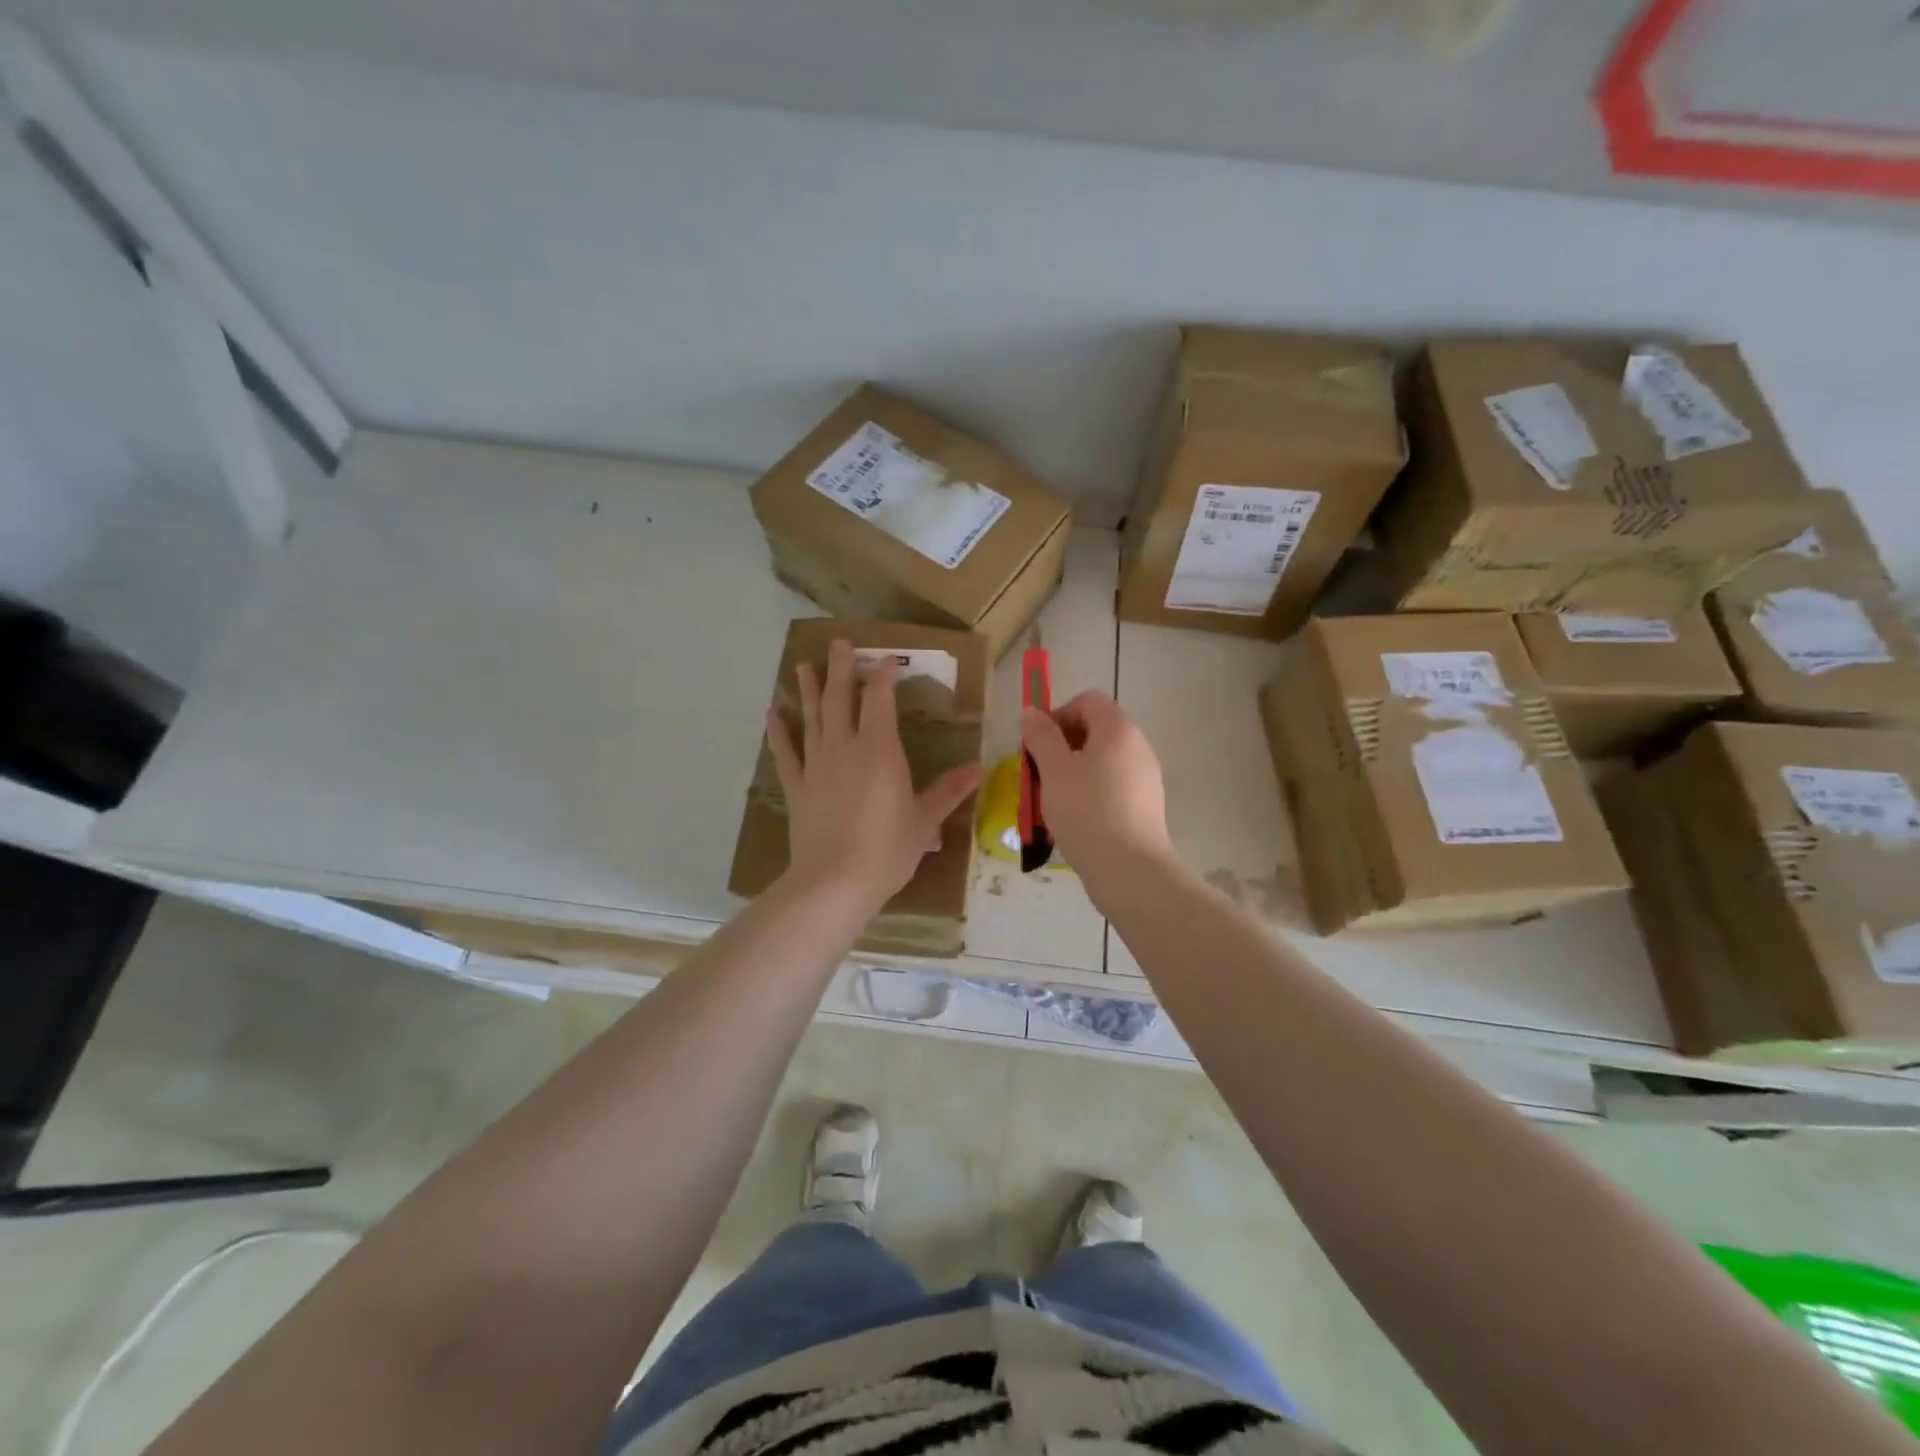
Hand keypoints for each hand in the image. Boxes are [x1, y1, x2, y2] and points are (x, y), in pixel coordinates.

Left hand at [767, 639, 984, 910]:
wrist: (835, 881)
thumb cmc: (888, 849)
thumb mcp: (925, 820)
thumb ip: (949, 790)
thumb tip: (978, 767)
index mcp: (880, 749)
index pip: (880, 700)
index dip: (883, 676)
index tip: (887, 658)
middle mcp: (845, 746)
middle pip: (842, 698)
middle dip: (842, 668)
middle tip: (839, 643)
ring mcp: (816, 765)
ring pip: (813, 716)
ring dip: (810, 689)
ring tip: (803, 665)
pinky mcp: (796, 786)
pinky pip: (785, 752)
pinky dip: (778, 730)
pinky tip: (772, 711)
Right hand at [1019, 691, 1174, 883]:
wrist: (1130, 869)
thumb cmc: (1086, 811)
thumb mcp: (1054, 770)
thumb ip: (1041, 736)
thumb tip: (1031, 711)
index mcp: (1117, 730)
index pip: (1087, 701)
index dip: (1058, 714)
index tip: (1037, 743)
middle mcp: (1138, 746)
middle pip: (1095, 730)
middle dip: (1061, 746)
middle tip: (1038, 773)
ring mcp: (1145, 777)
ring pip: (1101, 761)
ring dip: (1073, 771)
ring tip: (1052, 800)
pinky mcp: (1145, 805)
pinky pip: (1112, 786)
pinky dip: (1090, 792)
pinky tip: (1074, 820)